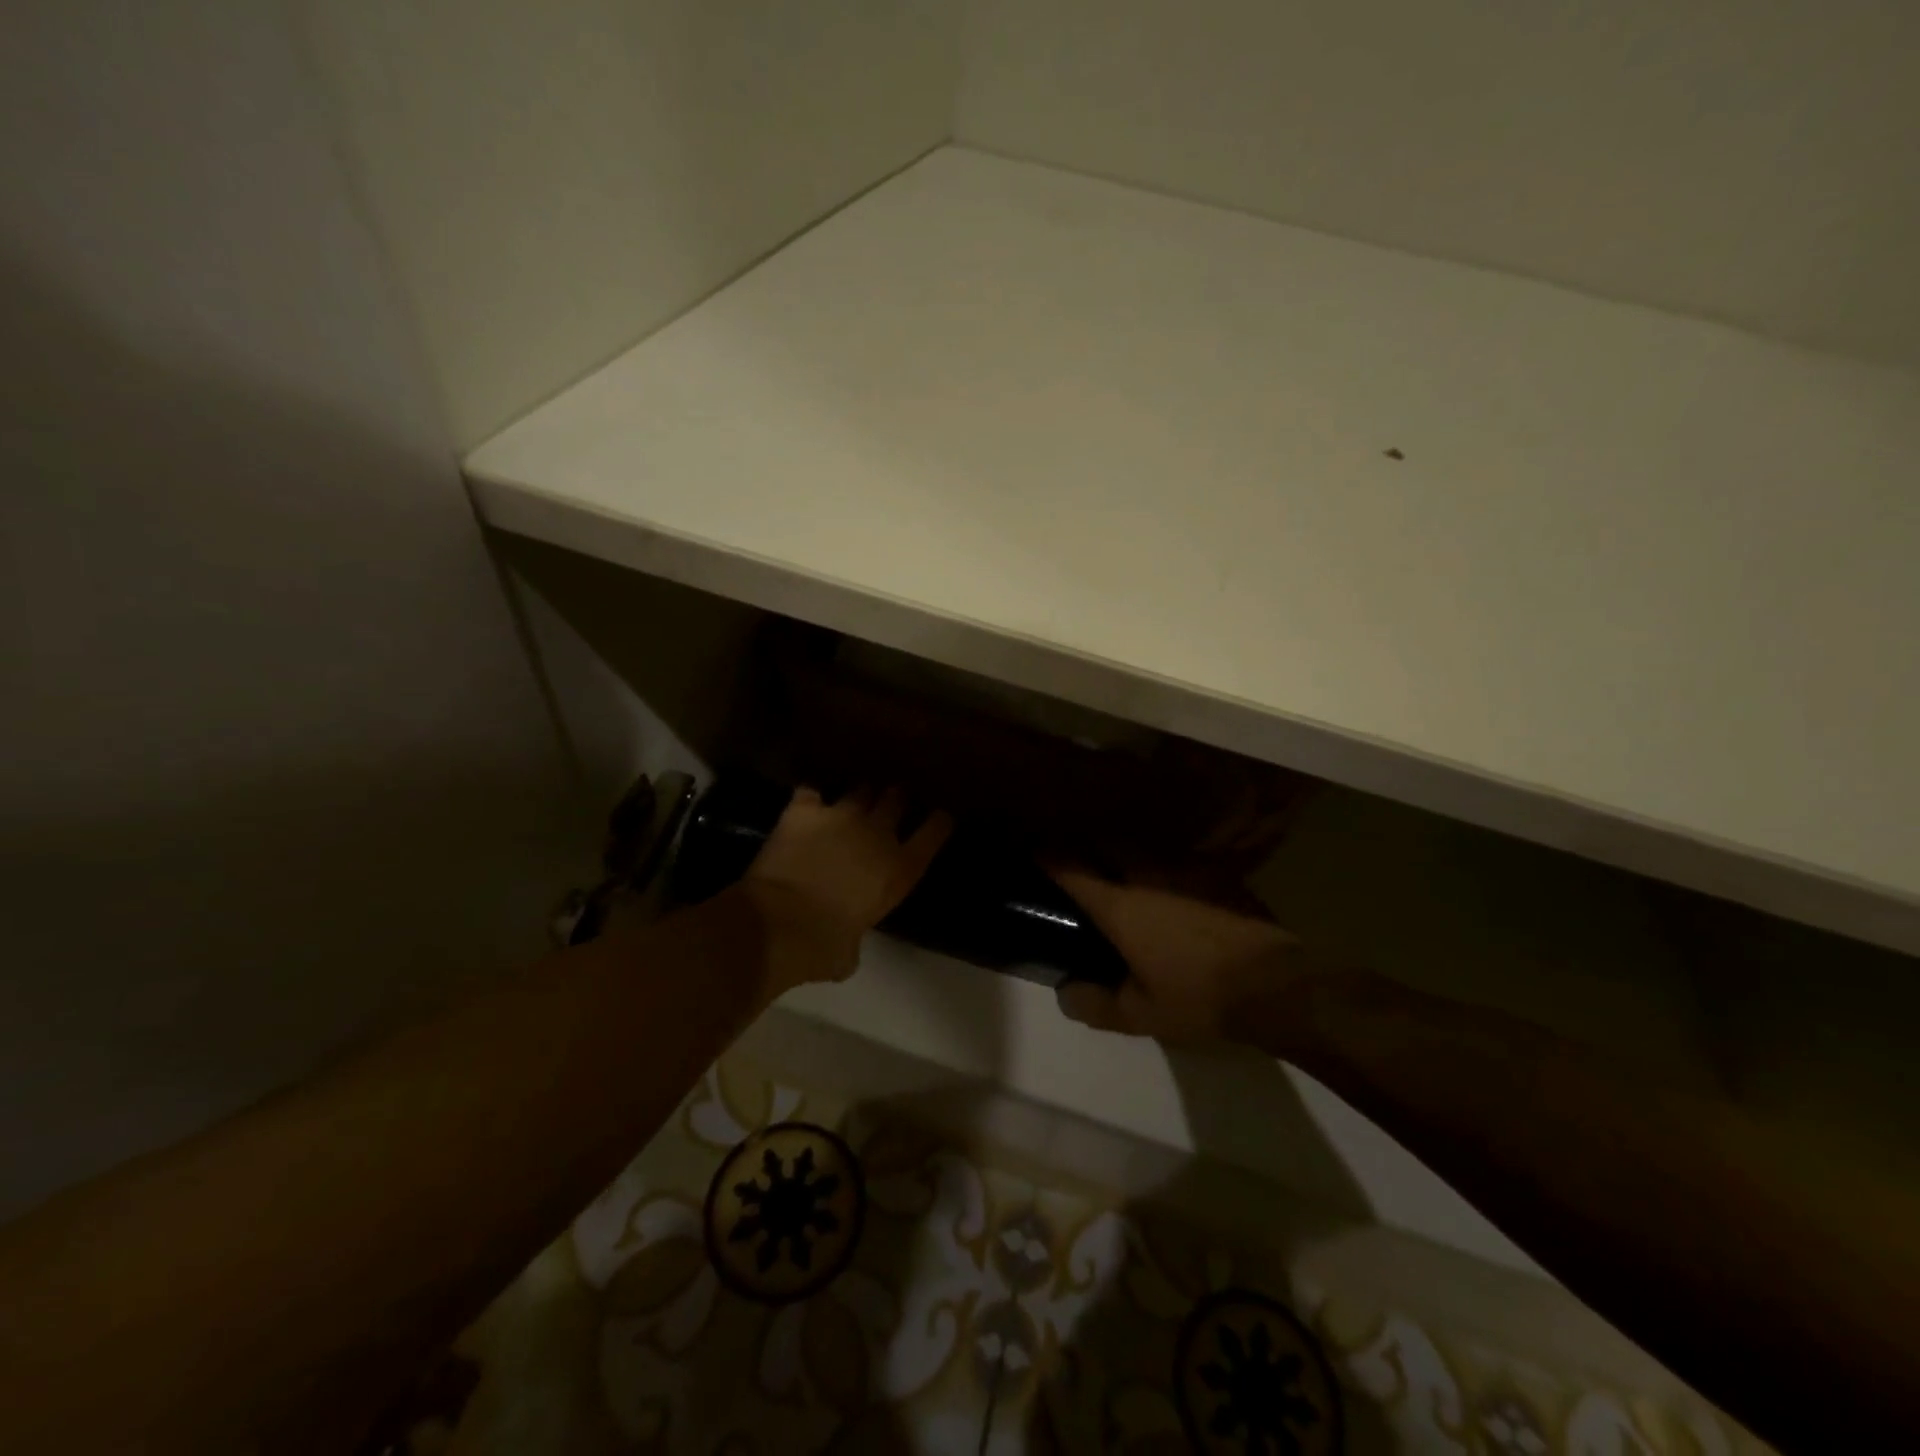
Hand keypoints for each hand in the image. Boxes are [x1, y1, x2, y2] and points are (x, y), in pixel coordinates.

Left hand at [743, 787, 952, 994]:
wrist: (779, 923)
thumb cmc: (822, 947)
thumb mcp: (850, 953)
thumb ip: (855, 938)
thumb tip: (843, 943)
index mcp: (899, 870)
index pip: (933, 832)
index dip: (938, 822)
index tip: (940, 816)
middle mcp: (877, 834)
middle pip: (896, 800)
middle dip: (895, 799)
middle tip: (891, 800)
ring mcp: (841, 816)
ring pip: (859, 790)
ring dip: (858, 796)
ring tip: (851, 801)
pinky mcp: (804, 810)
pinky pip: (810, 791)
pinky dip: (810, 798)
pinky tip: (806, 803)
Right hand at [1050, 870, 1302, 1045]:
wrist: (1278, 985)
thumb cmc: (1200, 998)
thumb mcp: (1142, 1015)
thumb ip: (1097, 1004)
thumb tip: (1066, 993)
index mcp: (1120, 905)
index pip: (1071, 869)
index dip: (1048, 857)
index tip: (1034, 851)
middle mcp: (1147, 874)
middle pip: (1106, 843)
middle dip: (1088, 846)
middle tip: (1081, 864)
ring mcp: (1185, 868)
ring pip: (1143, 849)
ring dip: (1126, 855)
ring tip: (1124, 874)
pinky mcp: (1217, 872)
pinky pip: (1178, 861)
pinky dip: (1164, 870)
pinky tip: (1172, 890)